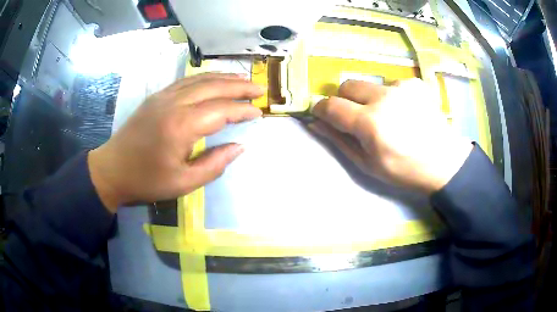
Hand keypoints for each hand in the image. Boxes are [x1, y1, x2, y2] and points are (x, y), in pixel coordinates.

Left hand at [88, 73, 263, 211]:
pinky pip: (186, 81)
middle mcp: (174, 104)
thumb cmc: (146, 181)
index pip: (221, 110)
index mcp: (181, 126)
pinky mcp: (156, 97)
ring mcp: (163, 97)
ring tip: (242, 80)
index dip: (243, 110)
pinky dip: (205, 78)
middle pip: (213, 87)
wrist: (112, 170)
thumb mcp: (183, 183)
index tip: (259, 112)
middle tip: (259, 88)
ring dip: (223, 78)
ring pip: (200, 79)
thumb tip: (239, 146)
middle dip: (239, 86)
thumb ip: (214, 164)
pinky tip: (213, 81)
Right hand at [310, 78, 472, 192]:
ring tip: (387, 116)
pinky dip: (391, 96)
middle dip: (344, 99)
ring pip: (370, 84)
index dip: (321, 108)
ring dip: (370, 99)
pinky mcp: (415, 84)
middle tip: (355, 116)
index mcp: (370, 123)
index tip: (321, 114)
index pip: (332, 105)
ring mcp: (402, 88)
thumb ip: (340, 140)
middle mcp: (384, 98)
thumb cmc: (404, 170)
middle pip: (348, 85)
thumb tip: (316, 123)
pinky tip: (404, 110)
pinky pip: (392, 84)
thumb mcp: (367, 164)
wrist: (443, 162)